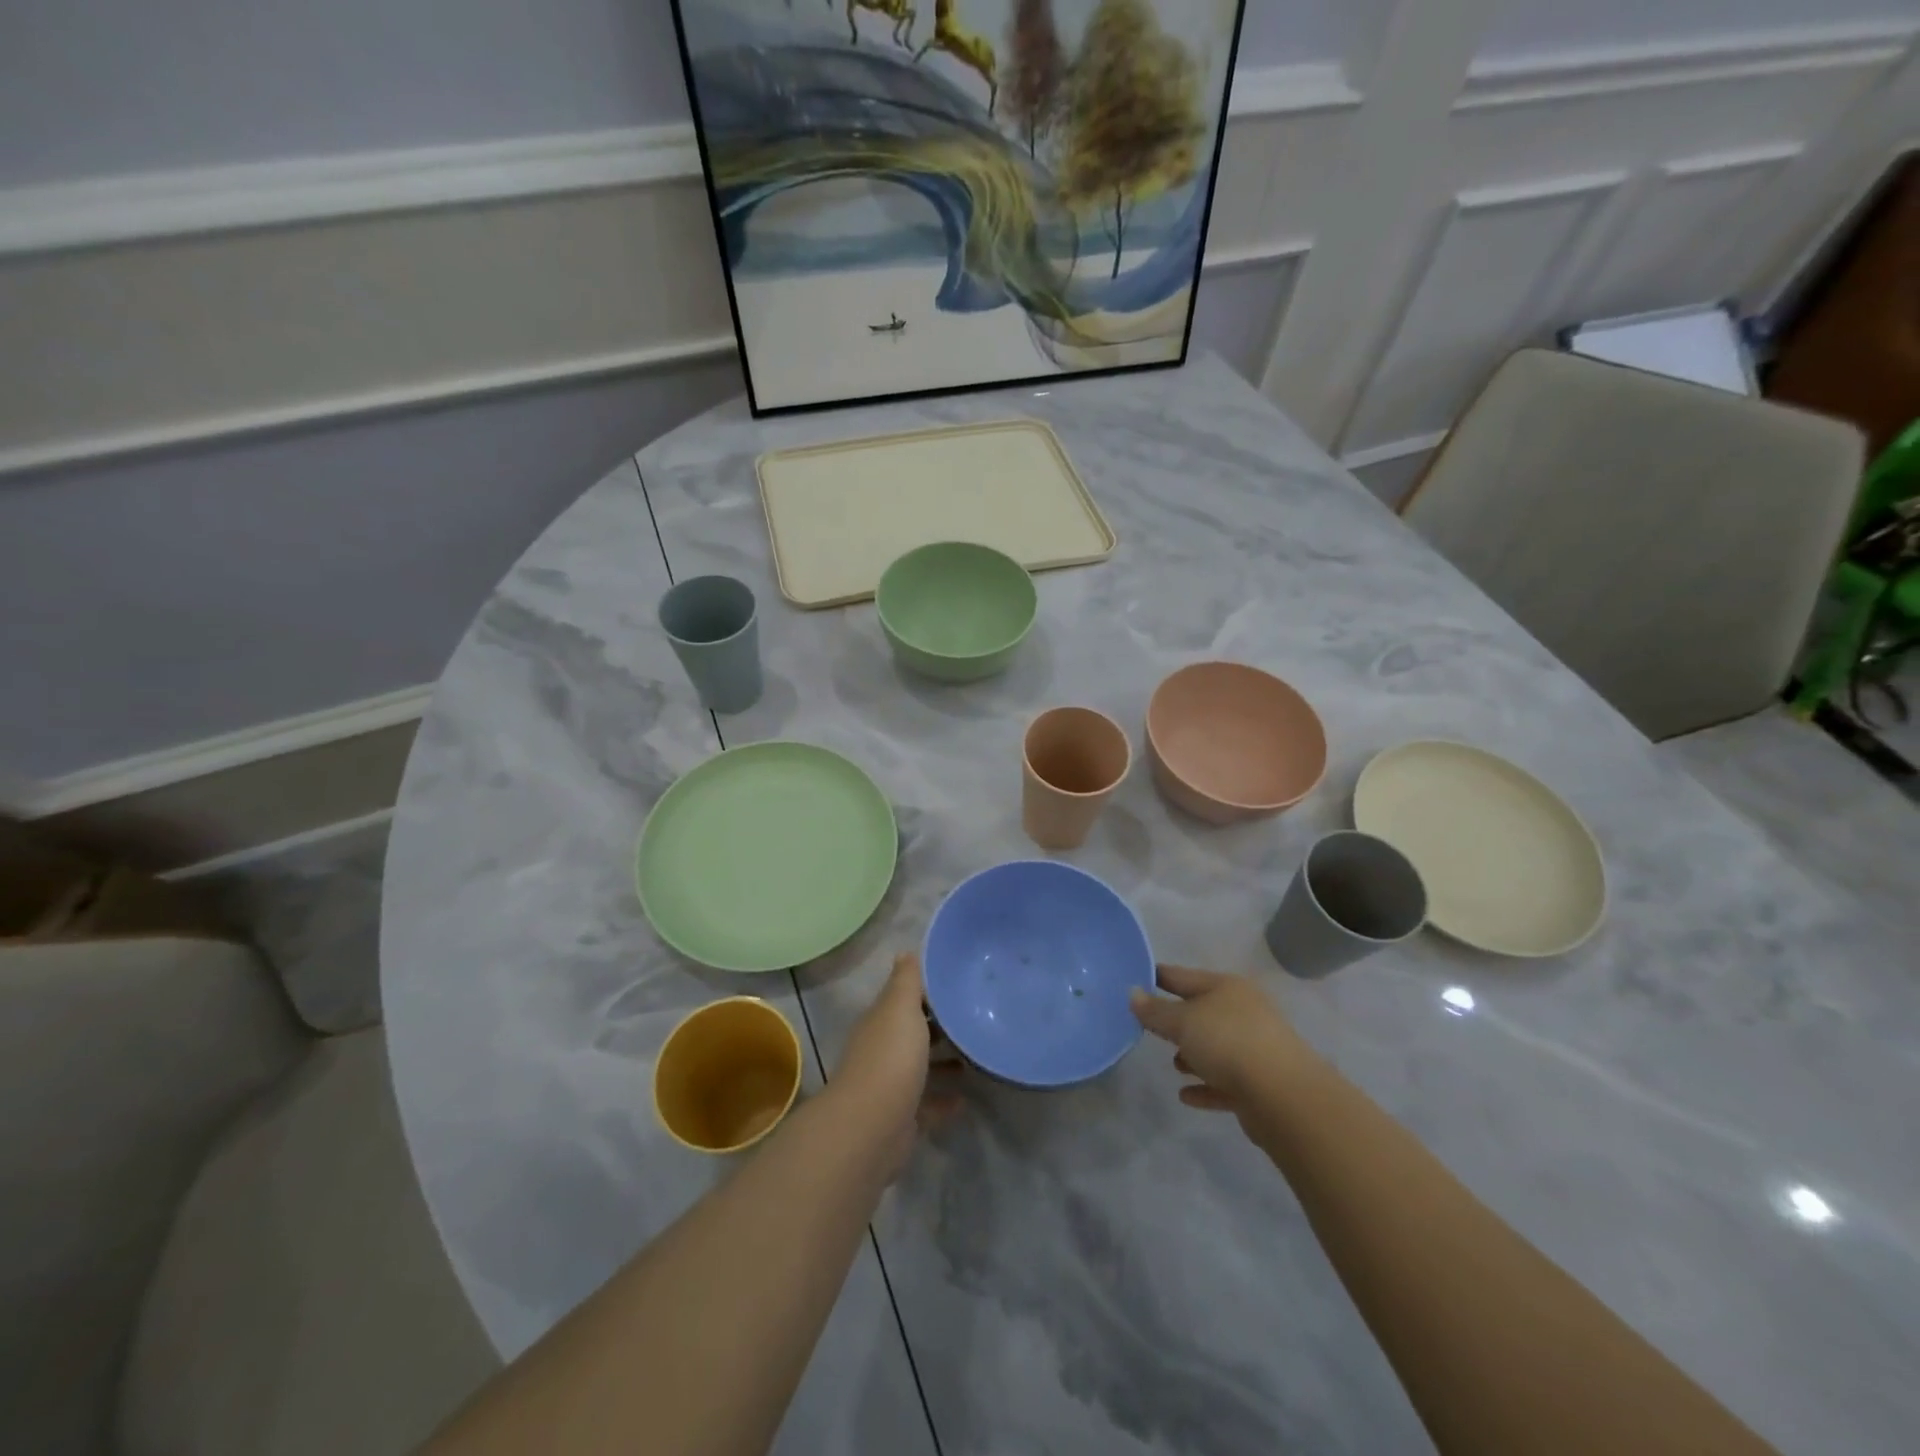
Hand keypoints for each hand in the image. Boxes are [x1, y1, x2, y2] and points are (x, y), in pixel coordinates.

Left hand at [832, 953, 962, 1176]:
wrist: (872, 1127)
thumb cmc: (891, 1058)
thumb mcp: (901, 1008)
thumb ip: (907, 981)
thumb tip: (906, 951)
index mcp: (881, 1021)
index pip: (903, 999)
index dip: (926, 991)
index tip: (957, 984)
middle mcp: (882, 1050)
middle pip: (912, 1033)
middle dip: (937, 1027)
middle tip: (972, 1020)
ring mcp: (890, 1086)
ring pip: (919, 1069)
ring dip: (942, 1063)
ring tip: (973, 1058)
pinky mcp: (901, 1118)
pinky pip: (926, 1105)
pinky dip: (943, 1101)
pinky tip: (964, 1100)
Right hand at [1129, 964, 1317, 1132]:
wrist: (1284, 1096)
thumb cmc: (1227, 1043)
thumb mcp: (1182, 1022)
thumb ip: (1155, 1011)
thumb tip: (1133, 993)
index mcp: (1226, 988)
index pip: (1182, 976)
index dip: (1156, 976)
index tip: (1132, 980)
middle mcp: (1243, 1012)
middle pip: (1201, 1012)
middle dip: (1176, 1021)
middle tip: (1147, 1028)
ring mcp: (1255, 1048)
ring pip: (1215, 1047)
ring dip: (1193, 1055)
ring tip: (1173, 1065)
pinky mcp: (1259, 1084)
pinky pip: (1224, 1082)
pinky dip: (1206, 1086)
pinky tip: (1186, 1095)